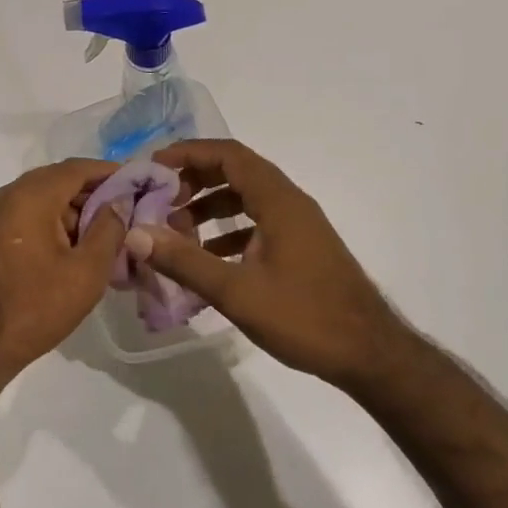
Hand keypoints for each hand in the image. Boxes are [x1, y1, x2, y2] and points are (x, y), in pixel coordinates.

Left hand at [0, 159, 126, 395]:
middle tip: (125, 211)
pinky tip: (74, 248)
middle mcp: (7, 195)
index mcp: (30, 196)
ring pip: (42, 198)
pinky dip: (53, 222)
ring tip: (104, 235)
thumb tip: (120, 201)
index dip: (109, 172)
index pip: (77, 168)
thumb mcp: (86, 272)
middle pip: (58, 180)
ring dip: (73, 210)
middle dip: (93, 193)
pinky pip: (27, 215)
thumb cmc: (35, 308)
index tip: (137, 183)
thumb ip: (109, 229)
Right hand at [128, 139, 409, 391]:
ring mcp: (298, 225)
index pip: (228, 154)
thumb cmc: (305, 317)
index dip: (189, 153)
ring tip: (176, 229)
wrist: (370, 355)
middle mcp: (289, 202)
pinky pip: (257, 222)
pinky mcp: (301, 247)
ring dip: (210, 206)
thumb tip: (136, 234)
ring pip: (246, 198)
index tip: (154, 167)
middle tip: (160, 200)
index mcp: (278, 200)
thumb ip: (185, 261)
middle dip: (194, 180)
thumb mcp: (237, 292)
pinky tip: (208, 257)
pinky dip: (228, 229)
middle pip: (236, 171)